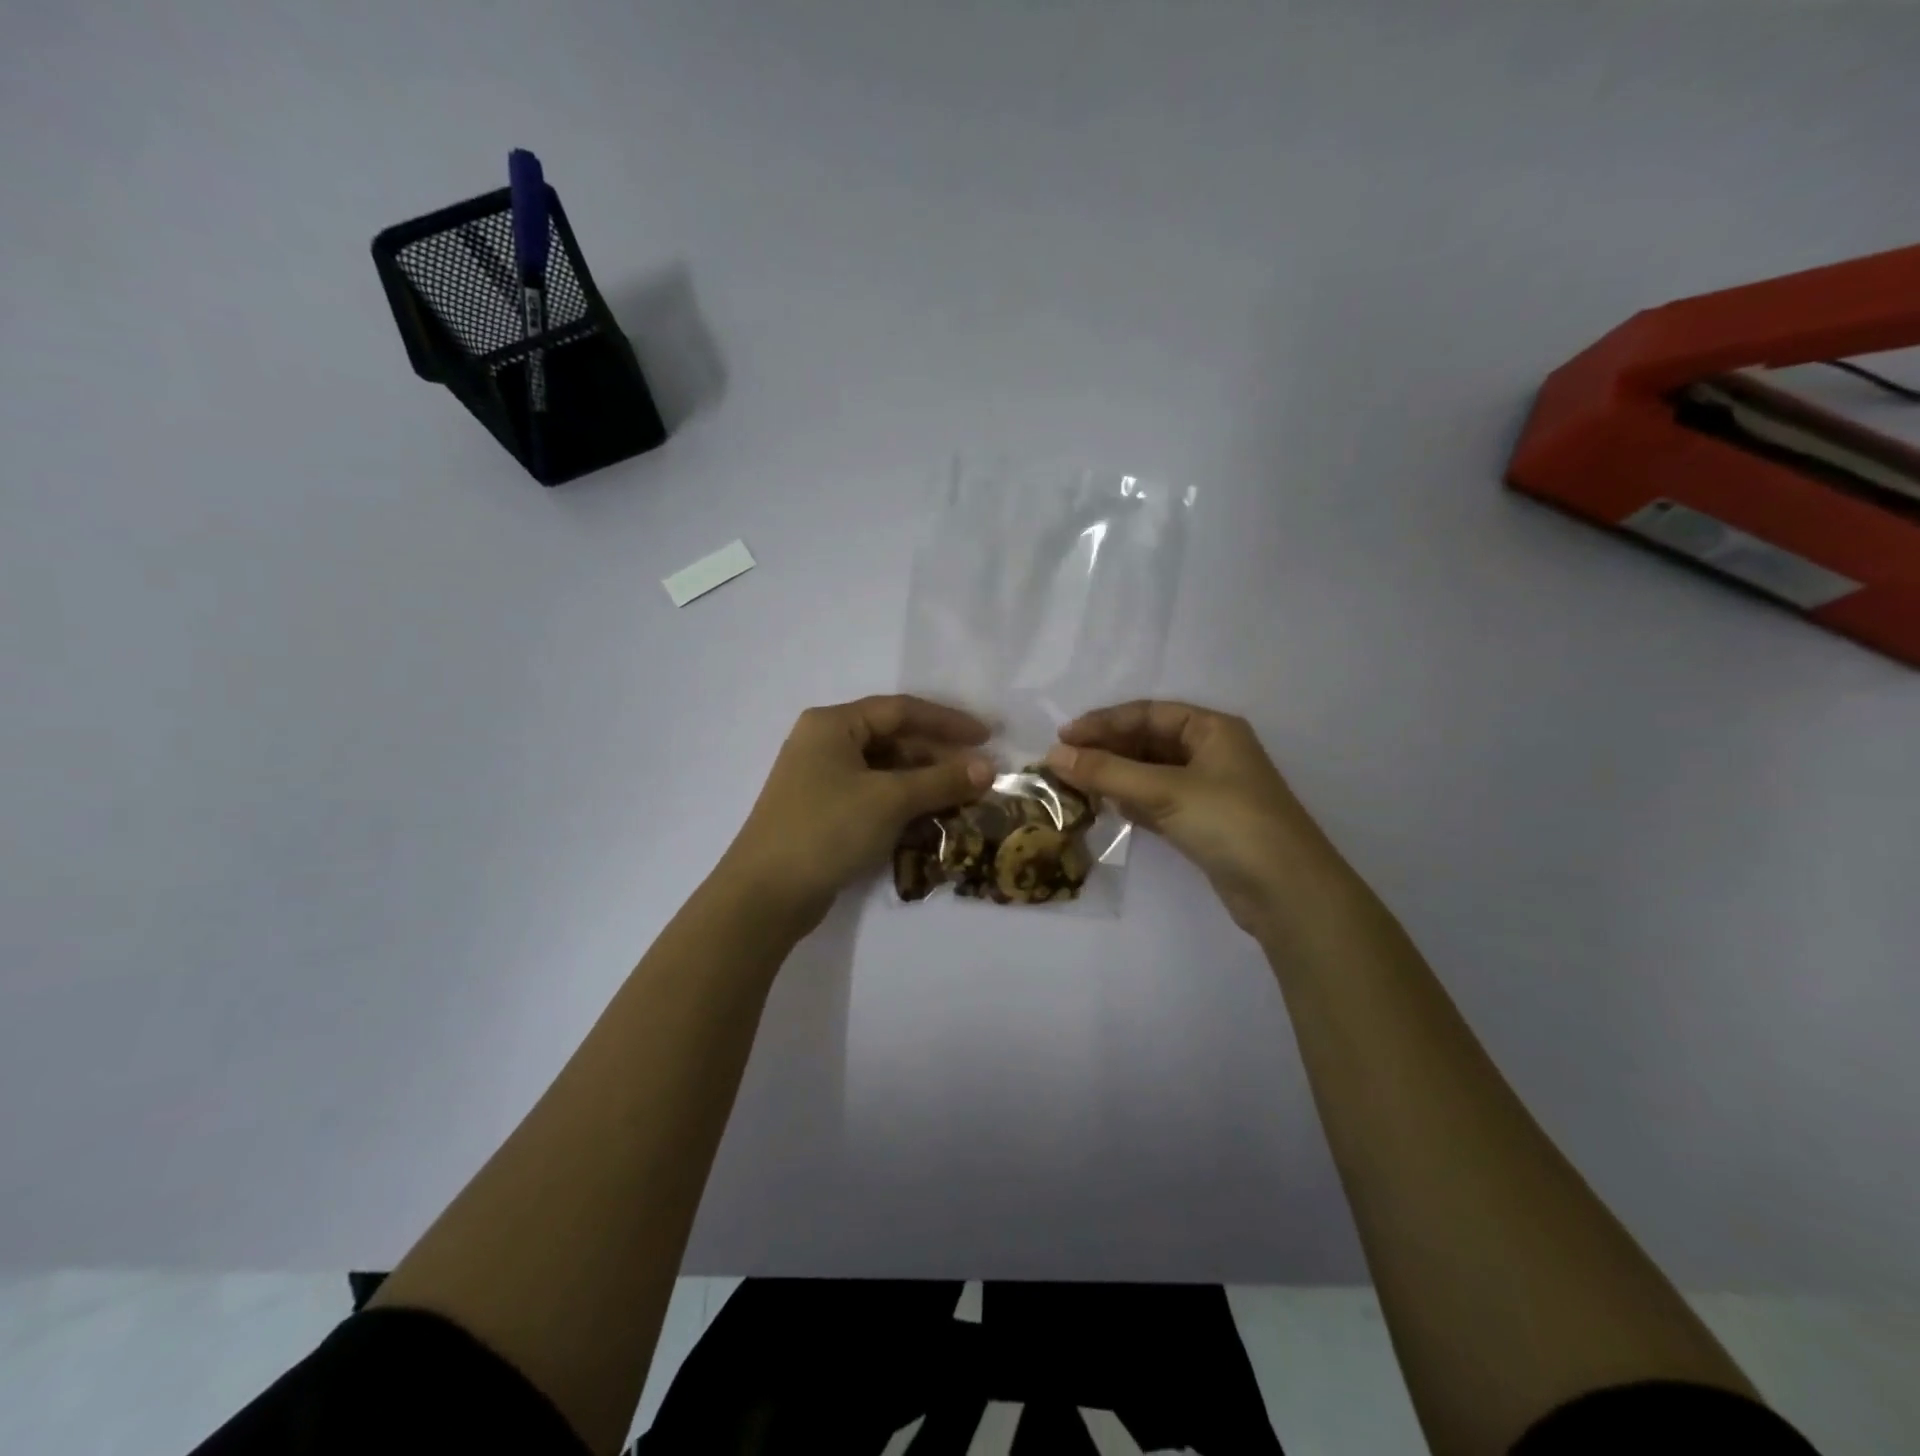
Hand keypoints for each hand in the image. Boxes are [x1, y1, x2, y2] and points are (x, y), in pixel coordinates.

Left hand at [721, 695, 994, 932]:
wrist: (766, 895)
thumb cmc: (827, 829)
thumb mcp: (890, 800)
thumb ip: (941, 780)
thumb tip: (989, 768)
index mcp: (833, 724)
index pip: (900, 710)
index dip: (947, 722)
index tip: (987, 737)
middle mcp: (825, 744)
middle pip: (893, 739)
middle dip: (938, 757)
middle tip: (979, 776)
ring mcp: (822, 780)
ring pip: (886, 771)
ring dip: (925, 783)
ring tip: (963, 799)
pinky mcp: (824, 812)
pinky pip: (874, 796)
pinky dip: (904, 803)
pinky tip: (932, 819)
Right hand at [1046, 701, 1335, 936]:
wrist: (1287, 891)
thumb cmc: (1230, 822)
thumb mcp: (1165, 790)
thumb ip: (1108, 772)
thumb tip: (1054, 754)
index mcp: (1212, 729)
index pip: (1147, 714)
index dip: (1103, 723)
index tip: (1063, 737)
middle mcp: (1211, 752)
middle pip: (1148, 741)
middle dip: (1106, 750)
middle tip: (1063, 763)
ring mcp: (1209, 789)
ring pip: (1150, 773)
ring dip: (1115, 776)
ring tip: (1075, 785)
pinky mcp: (1204, 822)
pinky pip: (1157, 801)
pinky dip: (1131, 802)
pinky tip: (1106, 807)